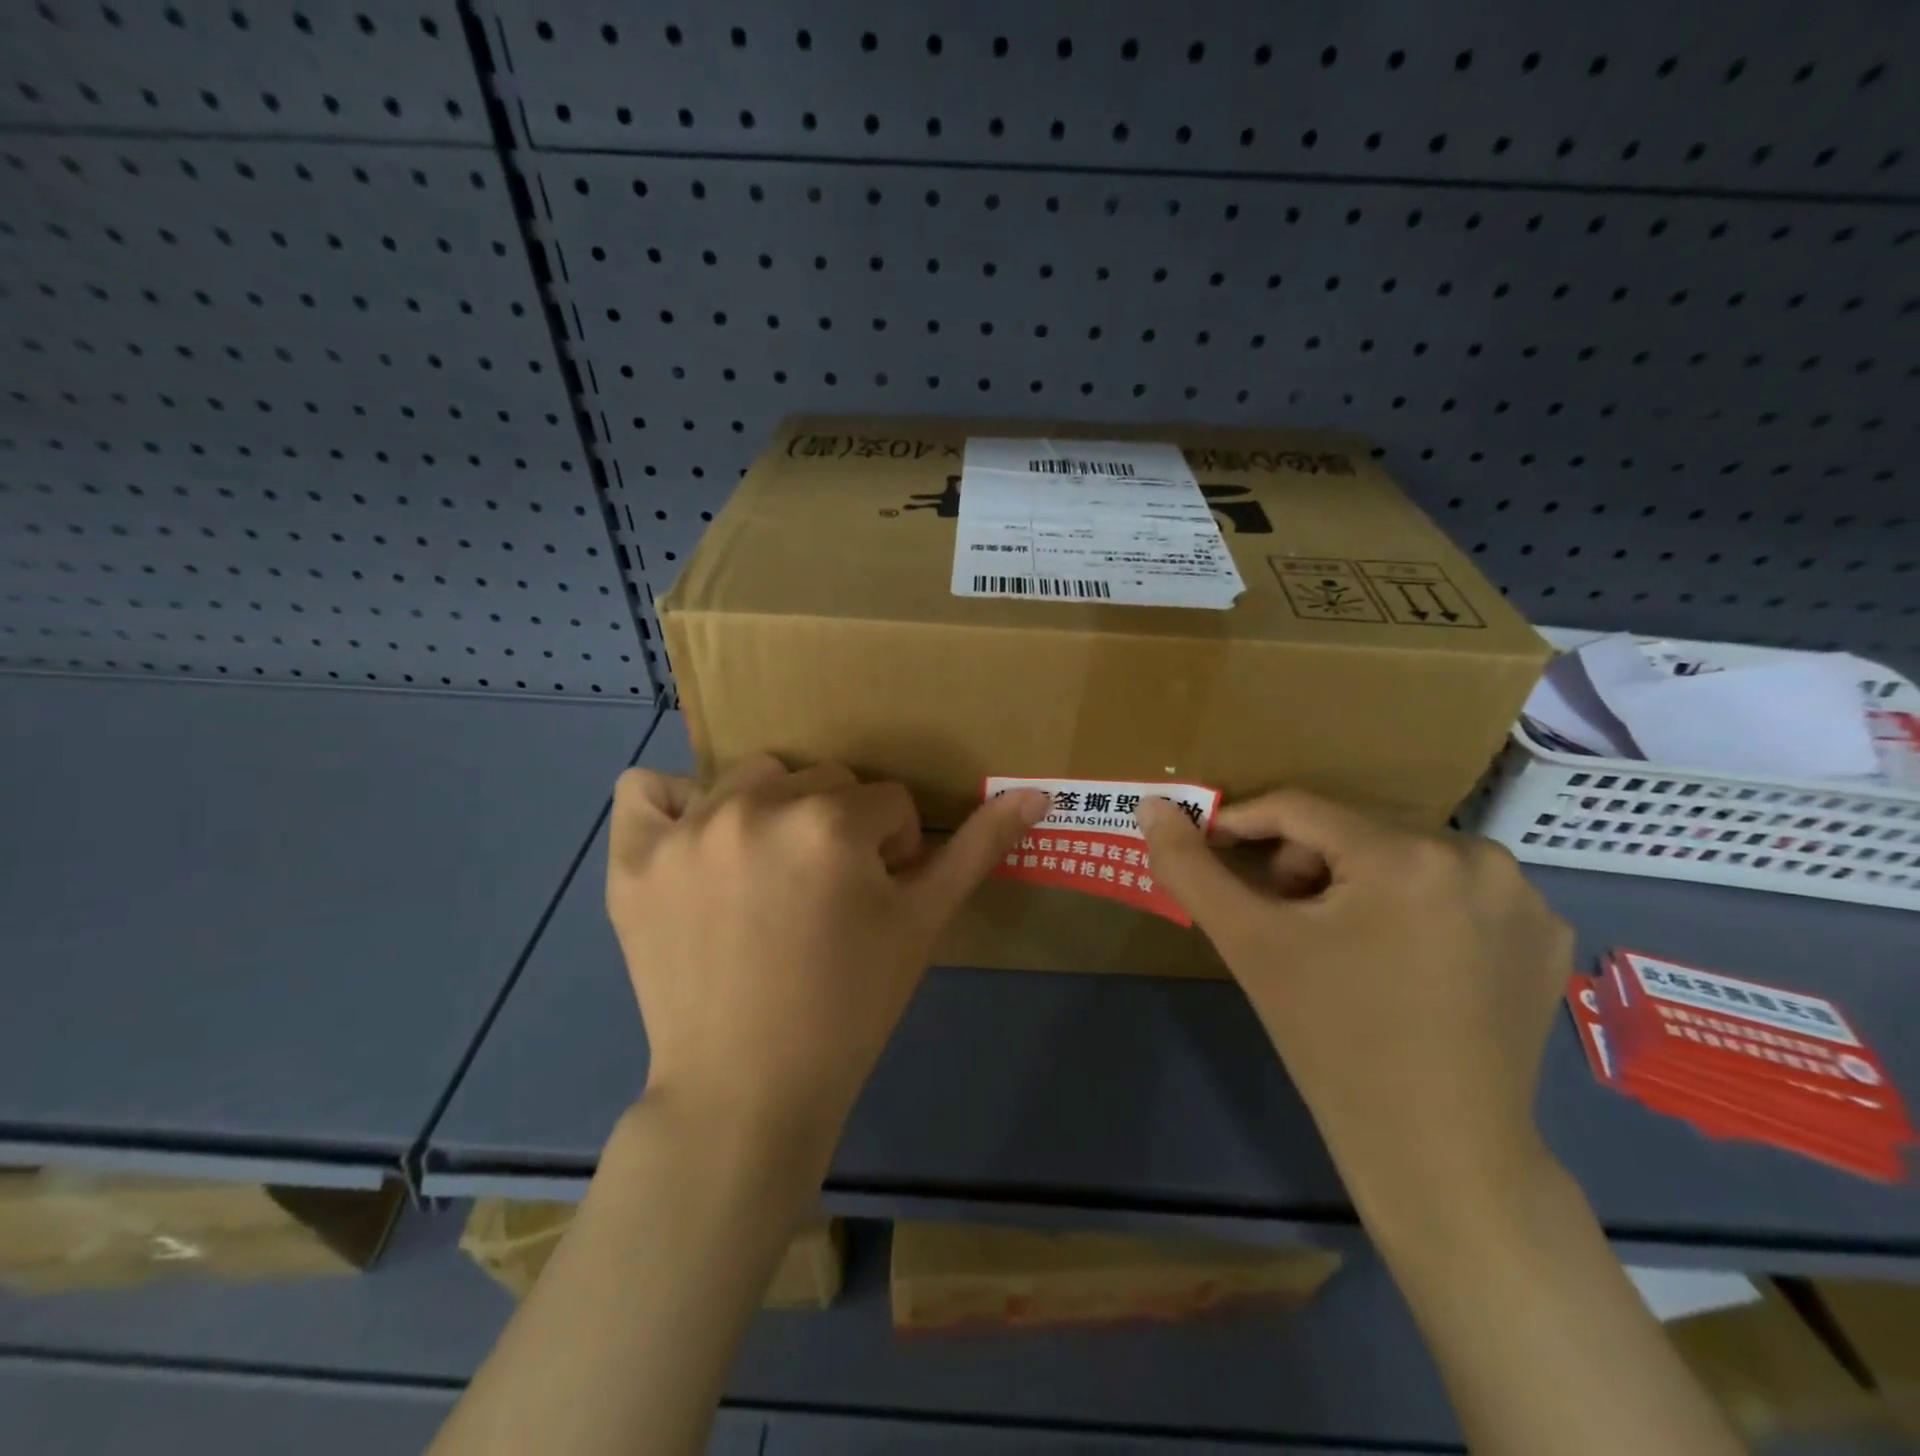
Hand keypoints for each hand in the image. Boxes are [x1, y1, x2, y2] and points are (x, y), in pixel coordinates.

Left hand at [607, 758, 1049, 1173]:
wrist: (747, 1093)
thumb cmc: (850, 1008)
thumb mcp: (924, 924)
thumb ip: (979, 849)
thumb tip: (1037, 794)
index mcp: (830, 821)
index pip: (886, 801)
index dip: (893, 850)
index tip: (875, 900)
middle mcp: (754, 807)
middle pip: (823, 781)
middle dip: (840, 828)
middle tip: (826, 896)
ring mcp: (686, 831)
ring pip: (752, 778)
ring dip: (772, 813)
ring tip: (769, 877)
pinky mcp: (632, 860)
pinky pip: (646, 790)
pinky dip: (672, 805)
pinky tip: (696, 846)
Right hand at [1137, 793, 1573, 1220]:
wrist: (1440, 1154)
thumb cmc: (1333, 1040)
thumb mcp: (1249, 944)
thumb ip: (1189, 868)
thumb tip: (1151, 806)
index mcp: (1408, 855)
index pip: (1299, 810)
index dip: (1241, 825)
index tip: (1209, 852)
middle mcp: (1480, 858)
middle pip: (1353, 833)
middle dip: (1302, 867)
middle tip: (1280, 922)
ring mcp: (1526, 899)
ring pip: (1401, 858)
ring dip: (1354, 884)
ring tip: (1336, 945)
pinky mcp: (1546, 936)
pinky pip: (1453, 892)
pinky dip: (1414, 909)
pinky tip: (1402, 963)